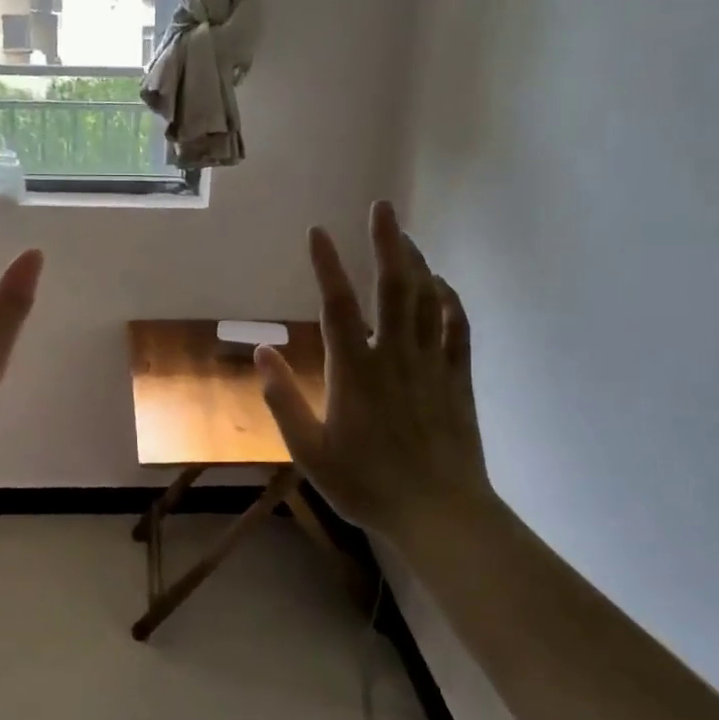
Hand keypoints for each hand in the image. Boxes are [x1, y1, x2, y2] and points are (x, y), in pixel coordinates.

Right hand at [257, 201, 493, 542]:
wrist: (439, 513)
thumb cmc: (366, 484)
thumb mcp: (309, 451)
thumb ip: (283, 399)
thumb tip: (261, 352)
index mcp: (355, 371)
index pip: (337, 305)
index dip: (327, 265)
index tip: (318, 232)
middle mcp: (394, 355)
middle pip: (393, 287)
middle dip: (387, 242)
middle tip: (382, 206)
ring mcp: (431, 364)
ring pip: (427, 300)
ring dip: (417, 262)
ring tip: (406, 235)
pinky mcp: (457, 379)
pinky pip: (456, 327)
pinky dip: (449, 299)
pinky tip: (441, 285)